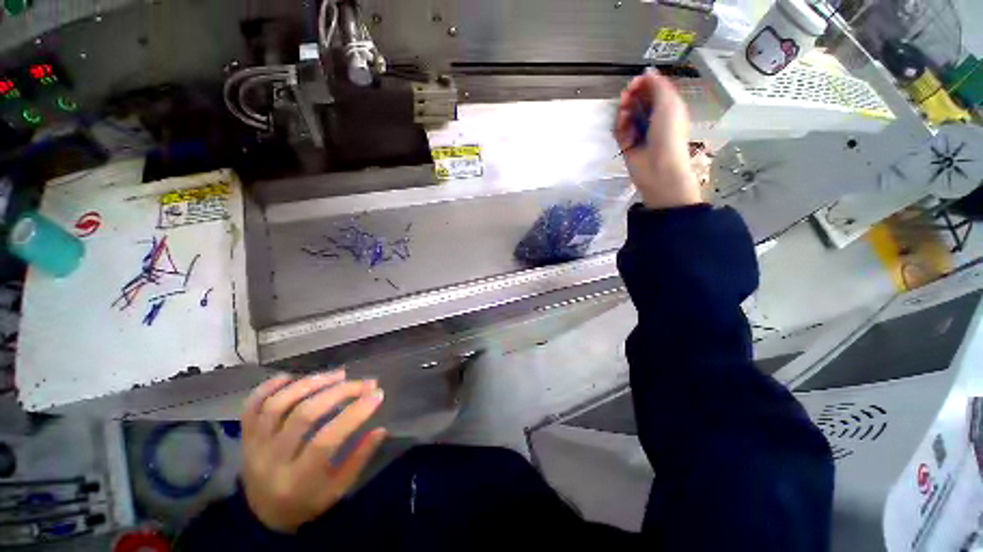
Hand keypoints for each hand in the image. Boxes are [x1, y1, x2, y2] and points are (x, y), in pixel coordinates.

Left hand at [240, 370, 386, 532]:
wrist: (263, 516)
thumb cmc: (307, 503)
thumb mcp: (337, 490)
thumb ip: (359, 459)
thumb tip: (381, 429)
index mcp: (297, 480)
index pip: (326, 440)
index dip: (354, 413)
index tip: (377, 394)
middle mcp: (271, 461)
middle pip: (304, 415)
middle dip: (339, 392)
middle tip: (364, 382)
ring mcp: (254, 446)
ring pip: (278, 404)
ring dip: (311, 383)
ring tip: (339, 374)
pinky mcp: (245, 437)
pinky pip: (251, 406)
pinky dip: (270, 386)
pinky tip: (293, 377)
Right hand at [615, 69, 701, 209]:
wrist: (658, 168)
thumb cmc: (668, 134)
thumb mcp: (669, 104)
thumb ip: (658, 86)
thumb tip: (648, 71)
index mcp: (668, 108)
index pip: (654, 92)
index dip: (644, 85)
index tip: (634, 82)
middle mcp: (653, 120)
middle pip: (639, 102)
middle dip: (632, 97)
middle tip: (626, 95)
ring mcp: (639, 133)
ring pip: (627, 116)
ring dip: (624, 111)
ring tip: (624, 111)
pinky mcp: (627, 146)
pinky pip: (620, 132)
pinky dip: (620, 126)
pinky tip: (622, 124)